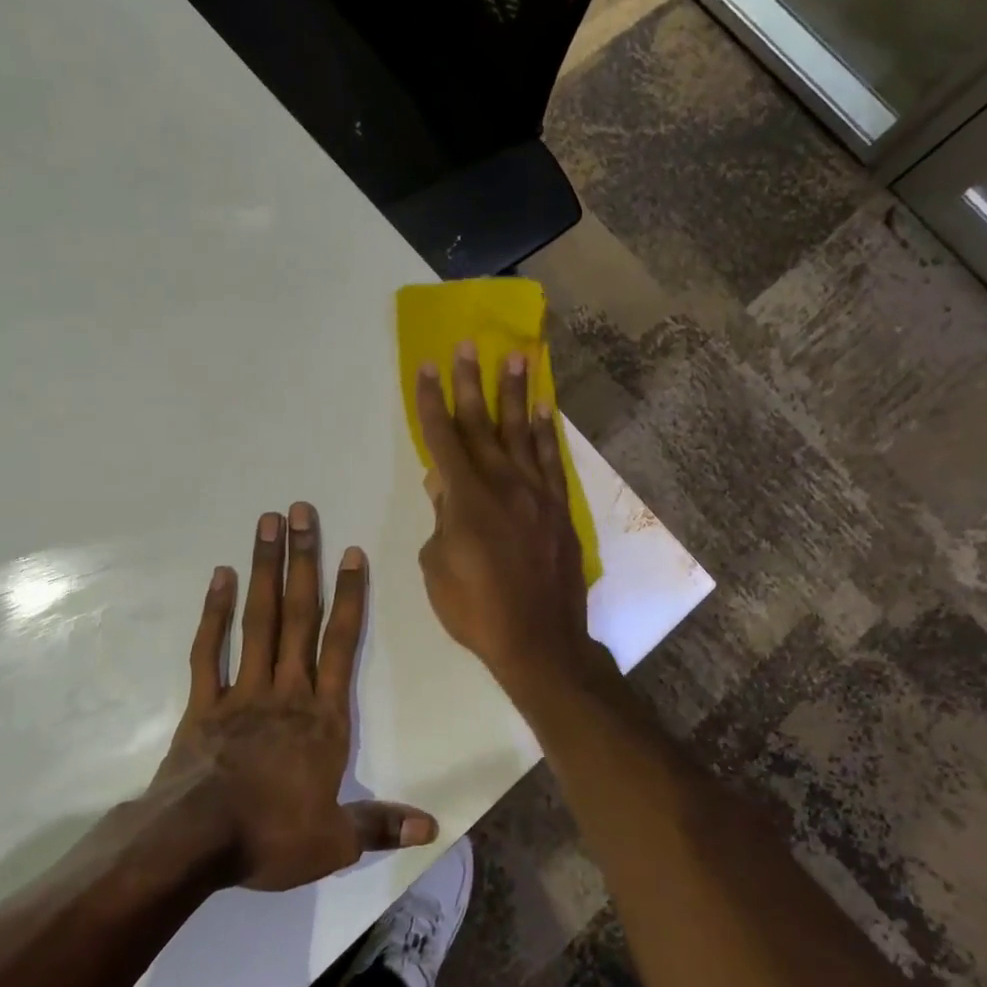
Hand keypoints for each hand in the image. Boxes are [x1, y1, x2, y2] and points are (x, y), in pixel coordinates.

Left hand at [149, 503, 437, 891]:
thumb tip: (433, 828)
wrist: (195, 842)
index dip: (350, 597)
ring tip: (267, 524)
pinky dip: (215, 612)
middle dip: (303, 561)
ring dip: (265, 570)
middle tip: (301, 511)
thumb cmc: (271, 836)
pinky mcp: (204, 702)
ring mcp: (243, 690)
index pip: (342, 644)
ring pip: (258, 619)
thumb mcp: (335, 842)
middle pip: (299, 615)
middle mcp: (287, 690)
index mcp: (323, 717)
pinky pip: (210, 649)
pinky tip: (221, 575)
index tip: (352, 552)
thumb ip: (381, 825)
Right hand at [415, 344, 600, 686]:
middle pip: (483, 423)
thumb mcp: (438, 566)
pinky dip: (545, 432)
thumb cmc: (476, 610)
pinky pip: (551, 460)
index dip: (431, 400)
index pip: (443, 437)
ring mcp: (536, 494)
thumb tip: (442, 482)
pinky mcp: (559, 508)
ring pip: (522, 432)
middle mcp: (503, 484)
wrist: (539, 641)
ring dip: (516, 393)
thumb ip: (440, 518)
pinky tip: (542, 410)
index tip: (427, 366)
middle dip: (471, 382)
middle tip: (468, 344)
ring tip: (516, 357)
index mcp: (466, 498)